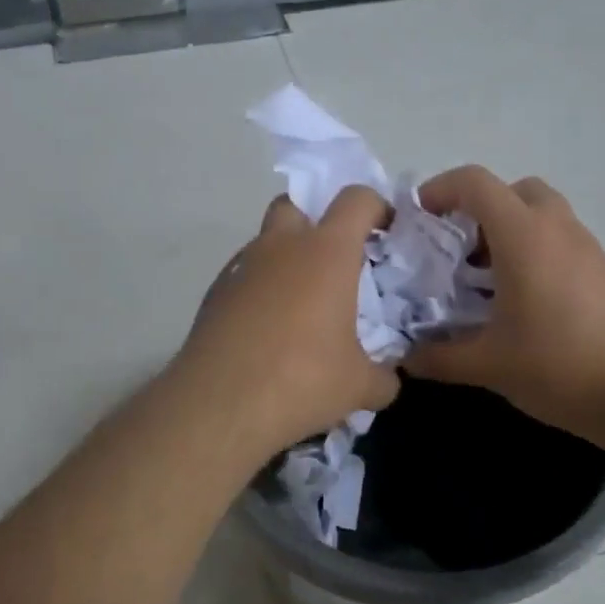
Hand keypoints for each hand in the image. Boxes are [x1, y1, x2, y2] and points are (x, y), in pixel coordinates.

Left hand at [174, 186, 399, 458]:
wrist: (219, 404)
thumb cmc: (302, 380)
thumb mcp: (359, 387)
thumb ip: (384, 376)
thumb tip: (389, 379)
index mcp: (326, 252)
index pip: (356, 200)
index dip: (376, 207)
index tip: (386, 232)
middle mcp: (281, 246)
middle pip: (297, 204)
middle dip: (318, 219)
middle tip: (336, 259)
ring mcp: (242, 266)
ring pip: (267, 240)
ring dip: (287, 256)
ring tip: (302, 302)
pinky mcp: (215, 292)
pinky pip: (245, 274)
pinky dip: (262, 287)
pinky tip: (269, 327)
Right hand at [403, 166, 604, 443]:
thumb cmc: (560, 365)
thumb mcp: (488, 364)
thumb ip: (438, 357)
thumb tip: (406, 357)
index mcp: (523, 235)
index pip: (475, 183)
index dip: (439, 190)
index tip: (418, 221)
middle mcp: (555, 227)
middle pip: (511, 189)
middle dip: (477, 209)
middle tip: (455, 249)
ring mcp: (584, 246)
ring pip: (538, 212)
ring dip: (505, 230)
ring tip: (482, 276)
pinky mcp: (601, 269)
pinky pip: (557, 237)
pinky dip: (530, 250)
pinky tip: (518, 299)